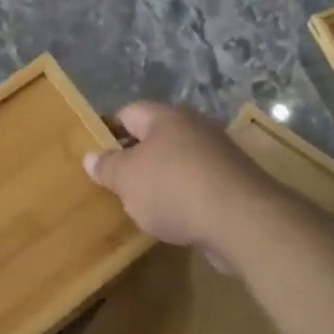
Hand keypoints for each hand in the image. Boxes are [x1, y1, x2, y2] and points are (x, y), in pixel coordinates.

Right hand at [83, 102, 285, 260]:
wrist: (242, 220)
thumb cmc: (174, 189)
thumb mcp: (127, 179)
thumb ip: (107, 167)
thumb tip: (90, 157)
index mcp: (166, 117)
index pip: (128, 112)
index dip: (108, 130)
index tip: (95, 153)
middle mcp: (195, 127)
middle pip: (156, 136)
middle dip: (136, 156)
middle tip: (116, 180)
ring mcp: (219, 154)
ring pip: (178, 161)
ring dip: (161, 178)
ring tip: (142, 203)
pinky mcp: (235, 182)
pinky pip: (198, 183)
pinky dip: (184, 196)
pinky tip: (173, 217)